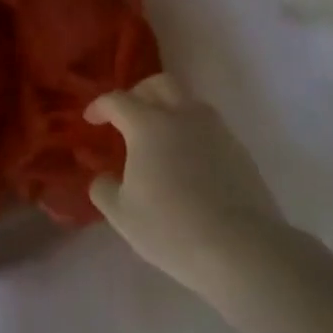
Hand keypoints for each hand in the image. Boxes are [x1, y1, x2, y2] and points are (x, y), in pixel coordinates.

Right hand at [86, 74, 288, 295]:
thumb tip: (103, 176)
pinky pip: (208, 125)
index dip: (100, 106)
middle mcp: (182, 116)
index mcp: (148, 125)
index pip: (117, 100)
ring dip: (168, 108)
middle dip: (138, 93)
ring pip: (188, 100)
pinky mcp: (238, 148)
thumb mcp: (121, 214)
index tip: (91, 120)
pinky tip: (186, 160)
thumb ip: (104, 188)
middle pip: (158, 83)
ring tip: (158, 137)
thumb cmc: (171, 228)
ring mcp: (215, 129)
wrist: (240, 248)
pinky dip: (190, 130)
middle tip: (127, 116)